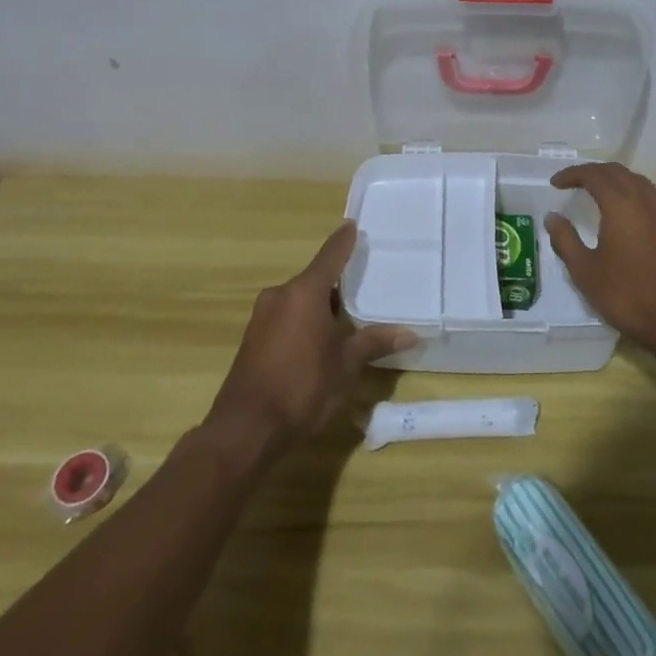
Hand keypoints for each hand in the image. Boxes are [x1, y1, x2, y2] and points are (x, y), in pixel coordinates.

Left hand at [205, 221, 415, 454]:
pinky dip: (304, 321)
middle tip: (363, 286)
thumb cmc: (302, 388)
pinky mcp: (253, 339)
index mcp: (304, 293)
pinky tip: (320, 341)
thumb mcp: (345, 366)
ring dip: (320, 307)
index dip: (343, 242)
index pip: (329, 257)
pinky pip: (286, 317)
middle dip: (336, 285)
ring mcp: (262, 317)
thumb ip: (373, 343)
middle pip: (314, 280)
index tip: (352, 226)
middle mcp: (280, 296)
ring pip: (299, 301)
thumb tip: (410, 333)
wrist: (245, 430)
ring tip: (347, 319)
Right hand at [544, 162, 655, 365]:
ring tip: (599, 193)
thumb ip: (566, 240)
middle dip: (594, 172)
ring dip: (616, 180)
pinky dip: (633, 195)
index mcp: (621, 206)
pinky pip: (652, 199)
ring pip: (639, 182)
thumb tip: (553, 217)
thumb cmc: (628, 296)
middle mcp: (646, 202)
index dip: (573, 174)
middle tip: (574, 182)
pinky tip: (626, 216)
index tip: (555, 183)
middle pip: (619, 172)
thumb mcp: (586, 272)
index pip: (594, 175)